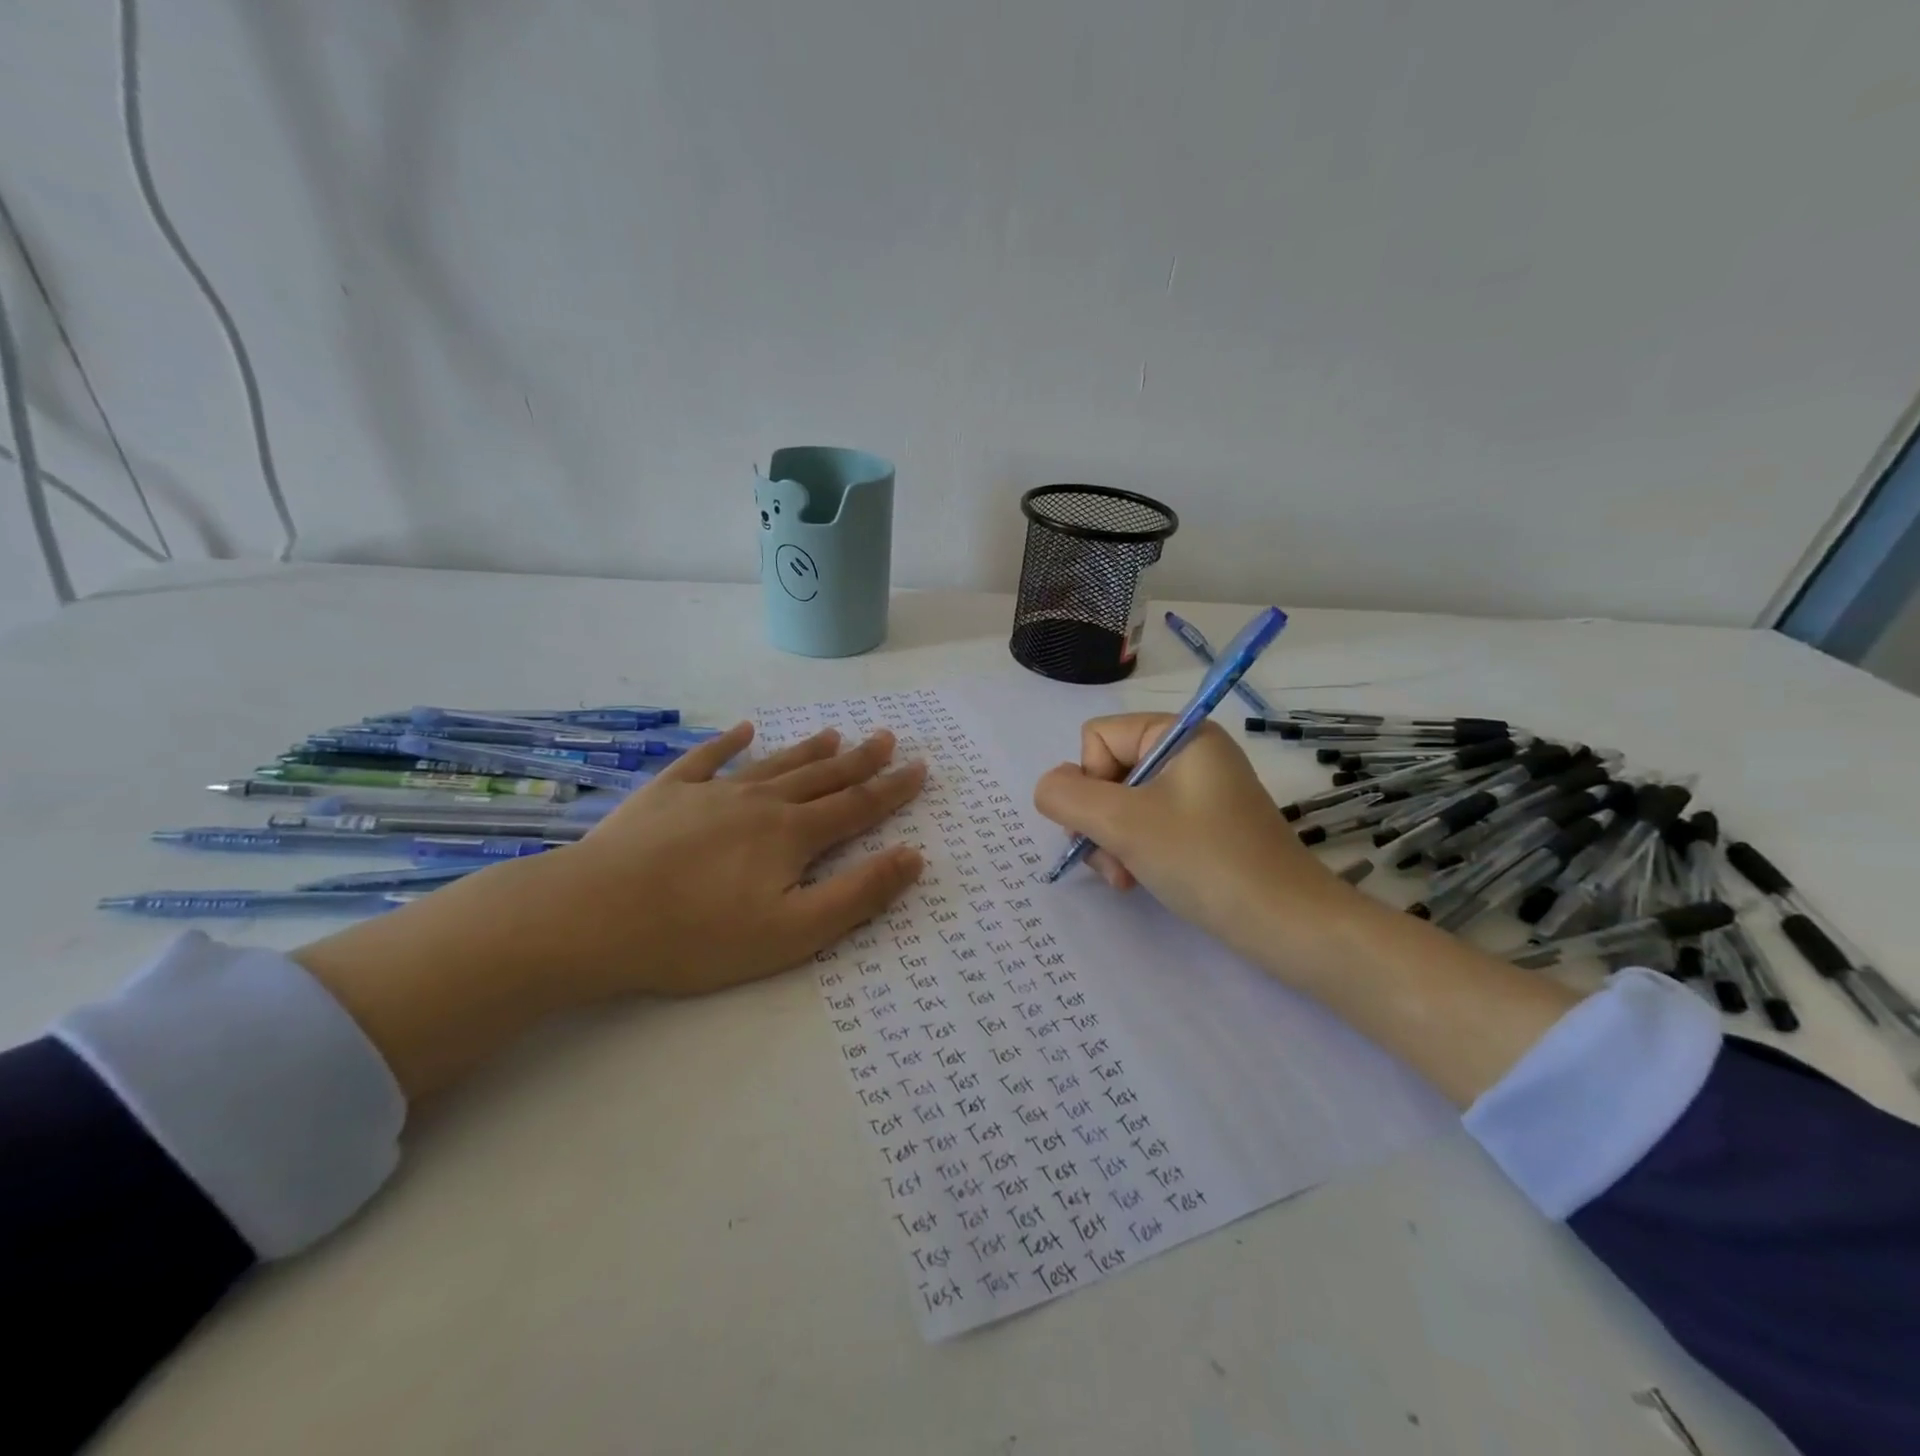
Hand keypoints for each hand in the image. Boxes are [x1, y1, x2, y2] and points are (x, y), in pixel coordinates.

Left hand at [296, 723, 925, 1098]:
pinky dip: (727, 743)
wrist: (593, 917)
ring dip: (807, 750)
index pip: (857, 808)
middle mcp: (760, 803)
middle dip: (858, 760)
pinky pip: (706, 759)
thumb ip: (857, 895)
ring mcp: (711, 793)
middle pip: (821, 777)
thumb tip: (913, 857)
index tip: (919, 768)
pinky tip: (741, 729)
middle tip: (886, 737)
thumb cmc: (698, 936)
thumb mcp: (791, 933)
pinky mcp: (667, 794)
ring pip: (773, 764)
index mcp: (791, 836)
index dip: (892, 790)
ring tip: (834, 734)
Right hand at [1032, 714, 1351, 961]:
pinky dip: (1134, 851)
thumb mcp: (1123, 823)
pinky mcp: (1205, 825)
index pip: (1098, 737)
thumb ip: (1067, 796)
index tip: (1108, 824)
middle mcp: (1190, 752)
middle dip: (1099, 820)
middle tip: (1112, 861)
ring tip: (1125, 878)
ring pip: (1122, 804)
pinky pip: (1148, 824)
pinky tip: (1139, 881)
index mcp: (1179, 733)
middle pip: (1107, 771)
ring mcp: (1199, 790)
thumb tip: (1050, 787)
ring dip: (1112, 842)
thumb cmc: (1204, 860)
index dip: (1090, 781)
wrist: (1287, 923)